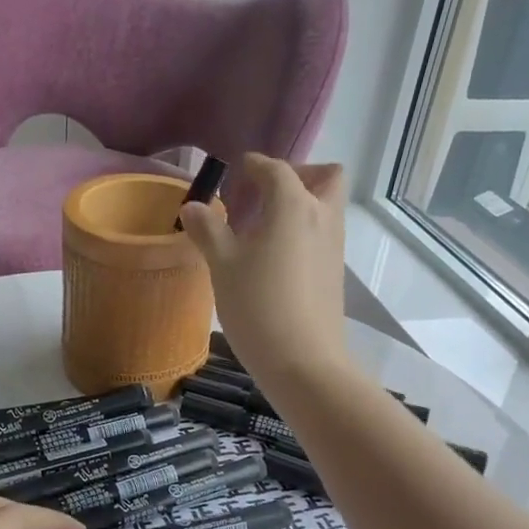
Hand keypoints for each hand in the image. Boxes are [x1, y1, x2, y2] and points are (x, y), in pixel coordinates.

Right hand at [181, 153, 351, 391]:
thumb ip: (209, 230)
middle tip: (265, 193)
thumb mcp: (223, 266)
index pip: (277, 170)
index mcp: (294, 206)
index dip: (256, 165)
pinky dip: (303, 231)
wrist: (303, 362)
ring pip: (327, 206)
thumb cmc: (257, 306)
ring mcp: (334, 247)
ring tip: (262, 227)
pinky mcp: (335, 273)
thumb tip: (192, 206)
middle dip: (298, 174)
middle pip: (325, 176)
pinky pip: (323, 234)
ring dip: (301, 203)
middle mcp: (322, 217)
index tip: (238, 169)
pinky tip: (274, 257)